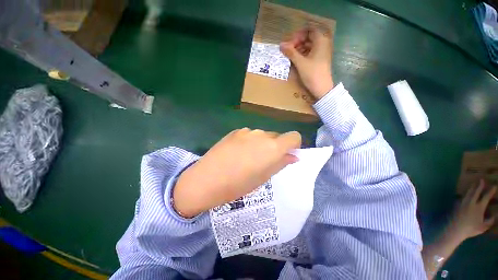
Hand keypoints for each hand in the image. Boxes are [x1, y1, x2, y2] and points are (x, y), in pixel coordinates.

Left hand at [173, 128, 301, 217]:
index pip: (294, 136)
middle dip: (276, 147)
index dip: (293, 145)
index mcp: (272, 147)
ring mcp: (247, 131)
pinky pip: (249, 135)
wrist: (206, 179)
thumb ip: (281, 163)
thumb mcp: (264, 177)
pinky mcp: (235, 131)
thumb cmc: (238, 184)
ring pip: (262, 136)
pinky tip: (238, 153)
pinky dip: (249, 142)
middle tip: (264, 161)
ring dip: (262, 144)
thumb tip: (293, 156)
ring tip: (248, 158)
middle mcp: (262, 134)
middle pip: (277, 136)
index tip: (287, 154)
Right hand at [280, 27, 333, 98]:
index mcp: (321, 40)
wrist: (322, 88)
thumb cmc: (312, 74)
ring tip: (291, 56)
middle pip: (309, 37)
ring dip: (299, 48)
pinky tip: (297, 60)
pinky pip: (311, 52)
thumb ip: (291, 52)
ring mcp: (322, 52)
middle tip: (289, 50)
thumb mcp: (300, 63)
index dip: (298, 35)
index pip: (309, 30)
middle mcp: (324, 43)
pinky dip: (303, 54)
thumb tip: (281, 44)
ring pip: (309, 45)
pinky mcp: (320, 59)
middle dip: (298, 42)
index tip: (290, 44)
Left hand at [449, 179, 496, 241]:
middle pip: (476, 191)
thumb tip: (496, 215)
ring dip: (472, 188)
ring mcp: (463, 203)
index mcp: (479, 207)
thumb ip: (490, 220)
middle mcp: (471, 202)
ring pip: (468, 193)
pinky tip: (467, 193)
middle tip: (482, 179)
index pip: (486, 197)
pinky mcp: (457, 205)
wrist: (455, 229)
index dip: (491, 191)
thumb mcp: (483, 226)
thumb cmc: (471, 229)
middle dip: (479, 185)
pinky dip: (466, 193)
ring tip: (474, 184)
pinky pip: (463, 197)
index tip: (494, 186)